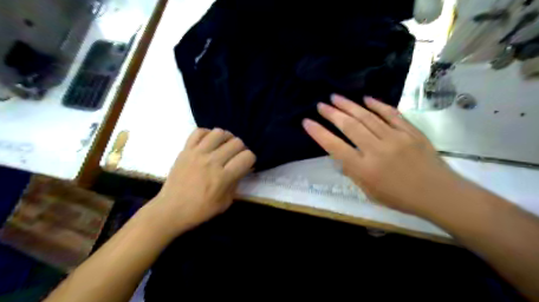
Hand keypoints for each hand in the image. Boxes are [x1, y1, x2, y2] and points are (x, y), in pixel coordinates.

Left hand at [146, 127, 255, 235]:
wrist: (171, 209)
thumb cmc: (200, 210)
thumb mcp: (225, 202)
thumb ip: (236, 182)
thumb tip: (243, 167)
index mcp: (223, 177)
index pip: (247, 156)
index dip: (250, 159)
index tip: (246, 164)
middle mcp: (212, 161)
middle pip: (237, 142)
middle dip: (241, 149)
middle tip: (235, 157)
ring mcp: (197, 153)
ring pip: (219, 133)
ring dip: (226, 139)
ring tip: (223, 147)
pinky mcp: (185, 150)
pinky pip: (199, 131)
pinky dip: (207, 134)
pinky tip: (209, 143)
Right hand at [303, 94, 462, 214]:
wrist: (438, 194)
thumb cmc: (400, 198)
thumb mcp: (369, 192)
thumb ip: (353, 172)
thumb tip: (340, 155)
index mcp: (364, 169)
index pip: (335, 147)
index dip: (319, 133)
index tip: (307, 122)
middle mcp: (377, 150)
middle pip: (350, 126)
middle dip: (332, 113)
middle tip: (320, 105)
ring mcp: (395, 138)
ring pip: (367, 116)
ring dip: (349, 105)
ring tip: (335, 97)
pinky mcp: (410, 131)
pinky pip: (391, 114)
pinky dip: (377, 105)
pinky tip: (366, 98)